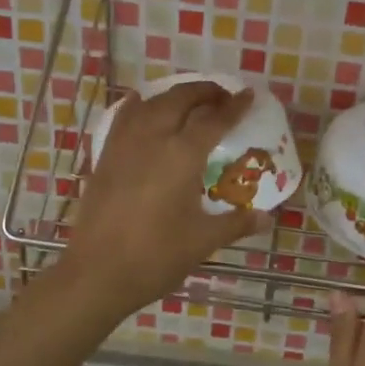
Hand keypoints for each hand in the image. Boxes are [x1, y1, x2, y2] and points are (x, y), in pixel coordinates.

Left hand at [63, 80, 264, 318]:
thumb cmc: (156, 257)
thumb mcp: (203, 241)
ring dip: (174, 96)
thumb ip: (236, 223)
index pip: (214, 120)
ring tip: (189, 102)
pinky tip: (142, 106)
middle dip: (204, 92)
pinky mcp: (105, 157)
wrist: (97, 273)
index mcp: (182, 156)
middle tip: (222, 97)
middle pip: (180, 99)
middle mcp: (153, 139)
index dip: (234, 106)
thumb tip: (267, 217)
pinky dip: (139, 106)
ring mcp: (124, 145)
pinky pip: (124, 118)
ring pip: (151, 103)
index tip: (248, 95)